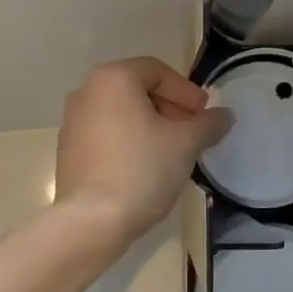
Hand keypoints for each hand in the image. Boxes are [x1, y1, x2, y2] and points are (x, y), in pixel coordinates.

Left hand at [55, 57, 232, 247]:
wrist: (91, 221)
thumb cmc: (141, 170)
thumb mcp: (186, 144)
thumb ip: (208, 123)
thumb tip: (224, 115)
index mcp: (113, 79)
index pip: (157, 71)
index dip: (186, 91)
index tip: (203, 114)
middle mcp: (87, 92)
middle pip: (137, 89)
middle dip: (169, 107)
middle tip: (191, 132)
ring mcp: (72, 122)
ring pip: (121, 113)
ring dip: (150, 125)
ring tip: (172, 152)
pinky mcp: (68, 150)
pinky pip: (106, 134)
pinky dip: (129, 141)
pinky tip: (145, 168)